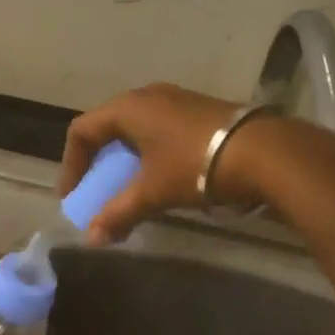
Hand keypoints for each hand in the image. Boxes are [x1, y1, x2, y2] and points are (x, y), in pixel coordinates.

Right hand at [59, 83, 276, 242]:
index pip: (82, 130)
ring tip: (128, 185)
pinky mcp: (197, 109)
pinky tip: (161, 173)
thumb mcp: (153, 192)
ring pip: (135, 125)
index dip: (71, 164)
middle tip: (96, 188)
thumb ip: (118, 213)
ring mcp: (175, 98)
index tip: (73, 195)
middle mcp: (147, 95)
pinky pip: (158, 126)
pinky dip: (148, 150)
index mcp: (127, 108)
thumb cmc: (195, 165)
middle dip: (98, 159)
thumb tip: (91, 239)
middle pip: (108, 125)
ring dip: (125, 156)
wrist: (262, 151)